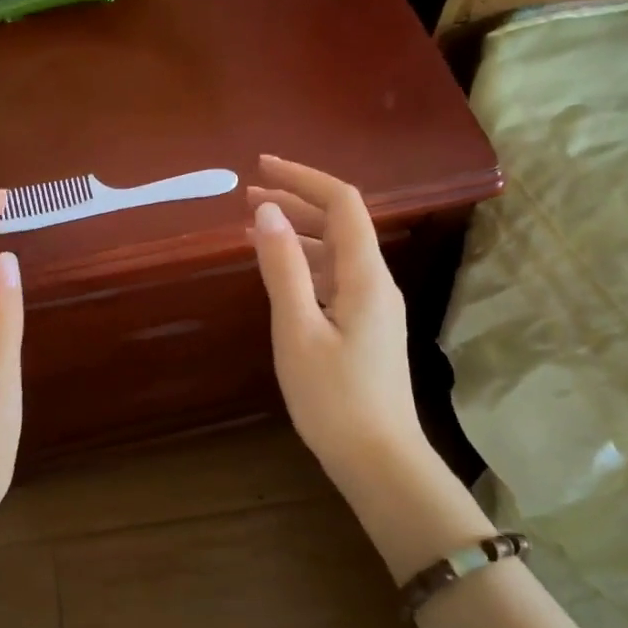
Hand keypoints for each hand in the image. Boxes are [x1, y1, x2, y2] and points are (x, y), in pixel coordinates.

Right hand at [246, 157, 487, 570]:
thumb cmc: (334, 397)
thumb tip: (268, 211)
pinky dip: (305, 267)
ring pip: (336, 253)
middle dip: (296, 203)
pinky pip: (334, 280)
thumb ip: (283, 268)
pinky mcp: (365, 329)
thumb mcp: (297, 330)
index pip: (341, 203)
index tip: (262, 167)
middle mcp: (375, 282)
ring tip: (254, 230)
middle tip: (248, 197)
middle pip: (340, 224)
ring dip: (298, 235)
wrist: (378, 460)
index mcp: (364, 275)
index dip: (304, 177)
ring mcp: (373, 307)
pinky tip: (279, 275)